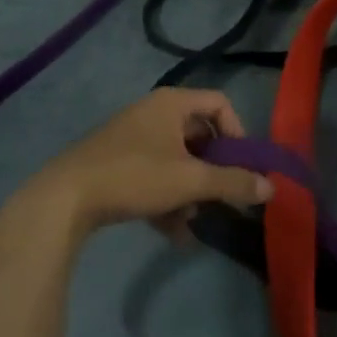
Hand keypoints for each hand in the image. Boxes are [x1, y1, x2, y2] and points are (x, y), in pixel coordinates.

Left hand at [15, 89, 271, 242]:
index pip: (220, 104)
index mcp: (172, 103)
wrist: (64, 199)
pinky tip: (173, 234)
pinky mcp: (116, 163)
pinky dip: (167, 198)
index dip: (238, 132)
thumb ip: (233, 183)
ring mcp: (132, 138)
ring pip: (176, 160)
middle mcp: (153, 112)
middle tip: (223, 195)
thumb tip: (272, 187)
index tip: (242, 166)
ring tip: (194, 221)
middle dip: (213, 169)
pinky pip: (154, 175)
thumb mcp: (190, 180)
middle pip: (198, 135)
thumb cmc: (134, 176)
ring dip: (191, 190)